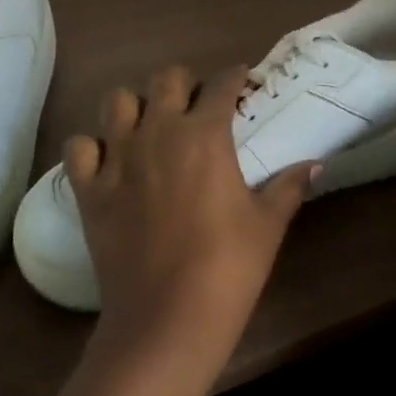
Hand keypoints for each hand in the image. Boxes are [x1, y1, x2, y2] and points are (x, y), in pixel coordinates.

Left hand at [65, 65, 316, 375]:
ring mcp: (118, 158)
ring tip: (151, 125)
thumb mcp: (268, 224)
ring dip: (136, 105)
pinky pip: (79, 147)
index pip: (222, 85)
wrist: (166, 318)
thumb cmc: (228, 266)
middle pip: (166, 79)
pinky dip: (92, 146)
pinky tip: (109, 160)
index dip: (235, 77)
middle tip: (198, 105)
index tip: (243, 80)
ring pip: (117, 101)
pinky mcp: (89, 189)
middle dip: (185, 83)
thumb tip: (316, 164)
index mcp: (205, 135)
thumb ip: (289, 186)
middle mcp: (158, 132)